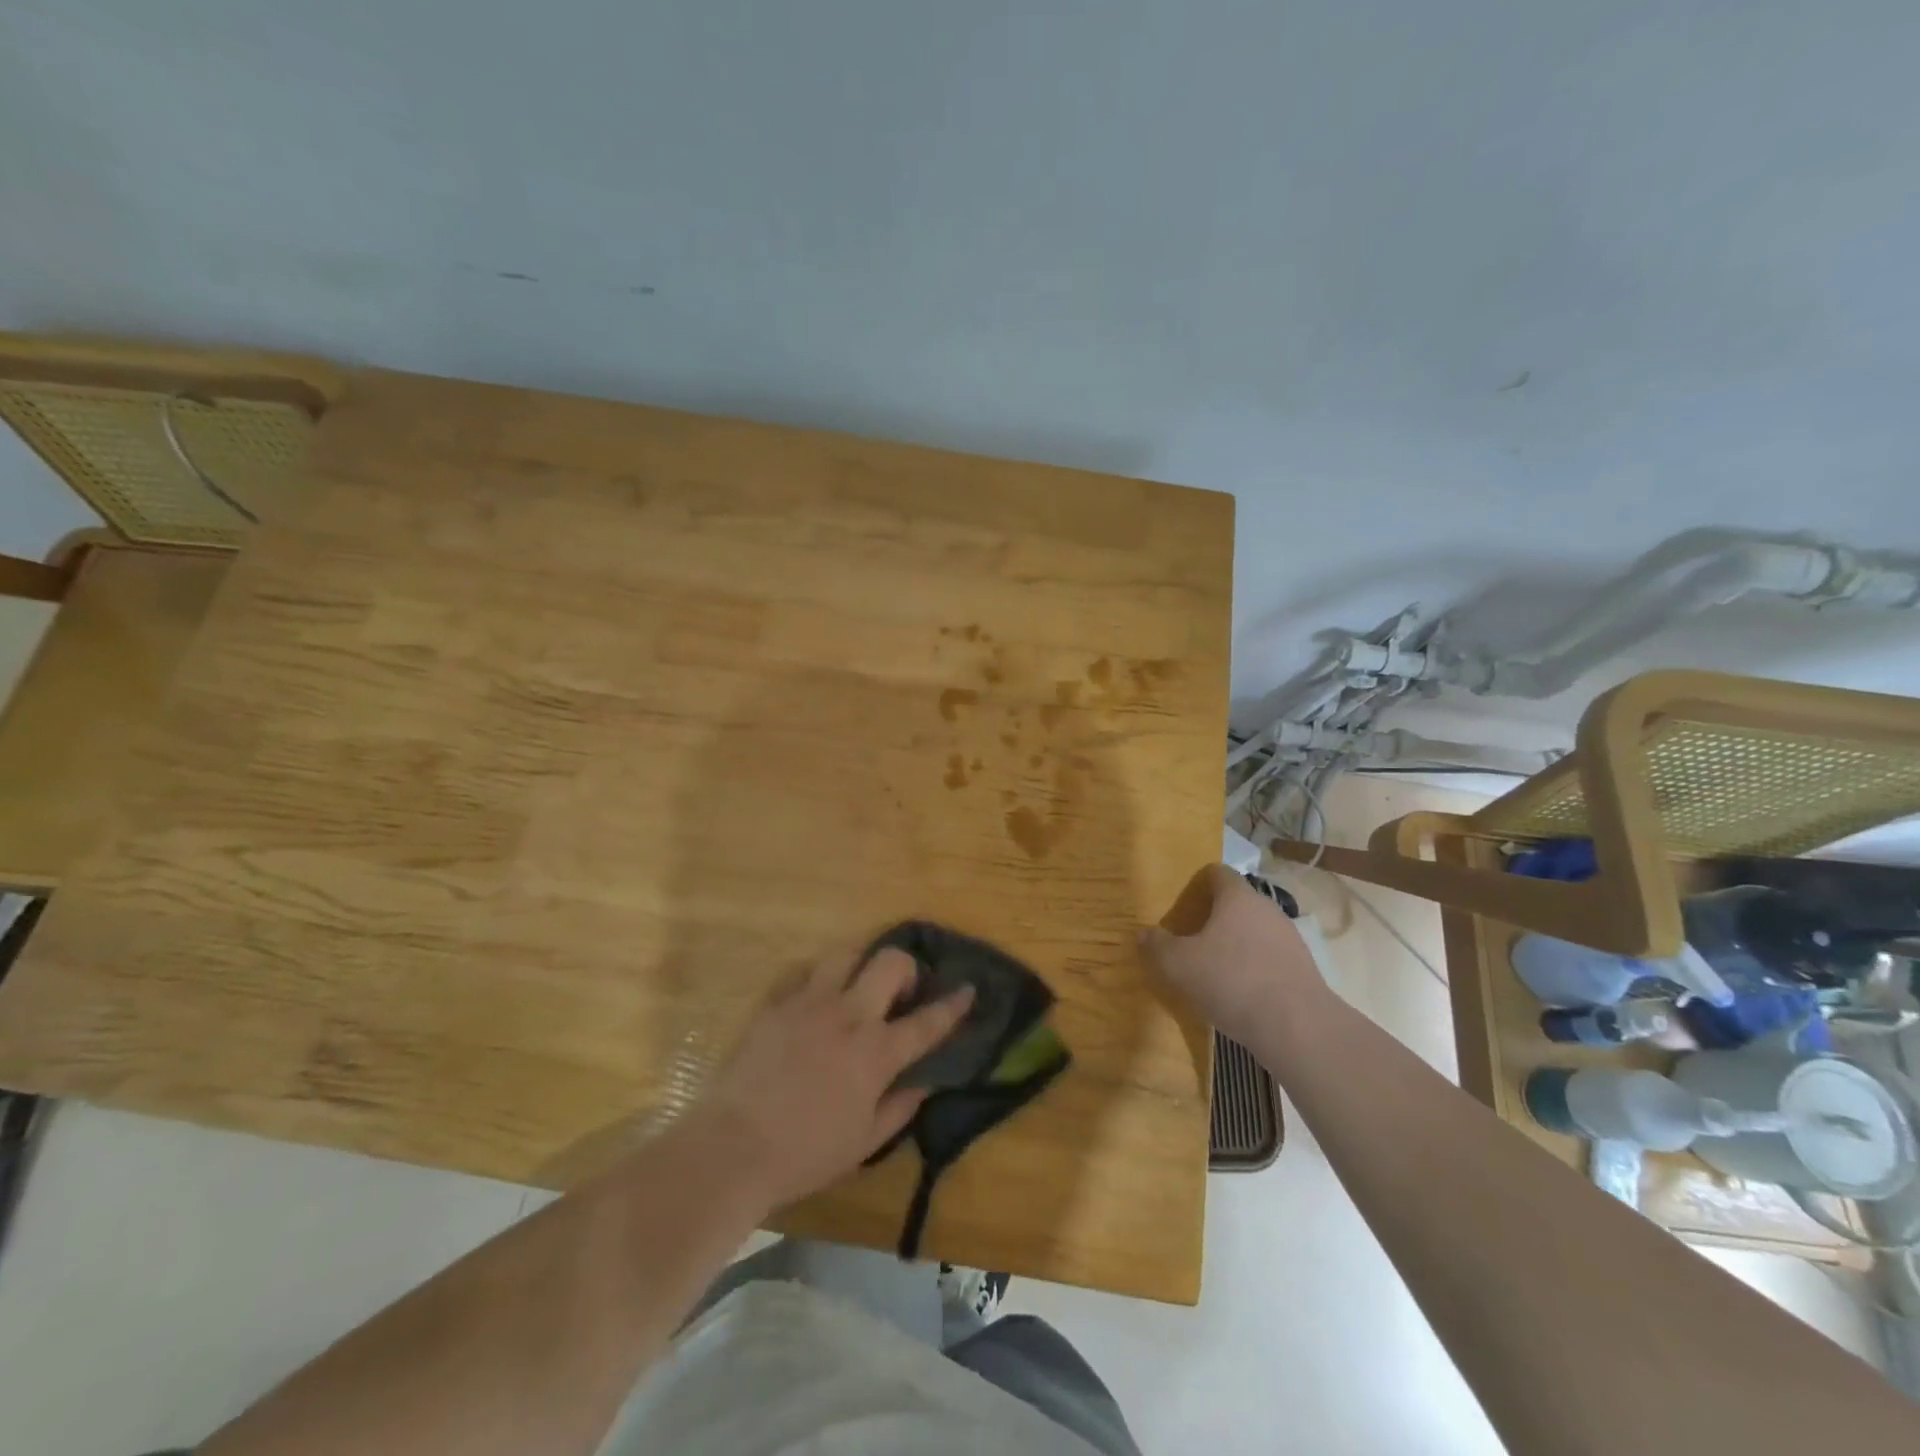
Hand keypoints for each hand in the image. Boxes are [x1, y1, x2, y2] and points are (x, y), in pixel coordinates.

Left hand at [686, 946, 973, 1213]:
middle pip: (891, 963)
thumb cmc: (805, 1153)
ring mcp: (809, 1002)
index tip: (968, 989)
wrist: (732, 1147)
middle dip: (908, 967)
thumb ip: (900, 1107)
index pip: (927, 1021)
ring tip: (861, 981)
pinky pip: (804, 971)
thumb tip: (923, 1083)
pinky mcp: (776, 1002)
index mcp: (876, 1053)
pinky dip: (819, 977)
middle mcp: (848, 1015)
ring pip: (847, 952)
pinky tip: (817, 997)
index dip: (953, 1004)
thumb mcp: (864, 1143)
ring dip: (863, 960)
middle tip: (902, 991)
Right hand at [1140, 864, 1329, 1045]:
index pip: (1218, 872)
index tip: (1182, 900)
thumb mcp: (1178, 964)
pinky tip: (1239, 991)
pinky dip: (1253, 966)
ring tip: (1213, 967)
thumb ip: (1157, 945)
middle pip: (1237, 902)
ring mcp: (1289, 938)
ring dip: (1235, 943)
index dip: (1198, 882)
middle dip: (1214, 916)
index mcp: (1237, 897)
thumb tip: (1144, 933)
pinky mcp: (1303, 969)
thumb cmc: (1231, 981)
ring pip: (1254, 930)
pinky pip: (1269, 957)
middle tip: (1190, 936)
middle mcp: (1267, 908)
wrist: (1297, 1027)